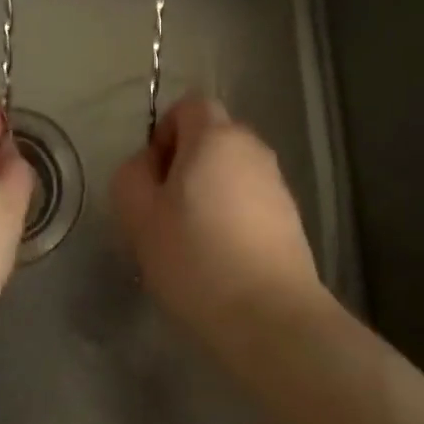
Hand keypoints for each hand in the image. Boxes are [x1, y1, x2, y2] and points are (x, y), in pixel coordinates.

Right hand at [111, 96, 325, 353]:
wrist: (272, 318)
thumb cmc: (196, 258)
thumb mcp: (139, 215)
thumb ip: (132, 175)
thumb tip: (148, 164)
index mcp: (215, 136)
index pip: (189, 105)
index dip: (164, 131)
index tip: (154, 176)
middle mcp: (251, 148)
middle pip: (211, 137)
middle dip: (185, 163)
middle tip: (165, 210)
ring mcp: (276, 183)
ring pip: (231, 170)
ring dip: (209, 191)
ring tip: (192, 239)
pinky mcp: (291, 217)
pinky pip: (250, 199)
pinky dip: (233, 215)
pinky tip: (221, 257)